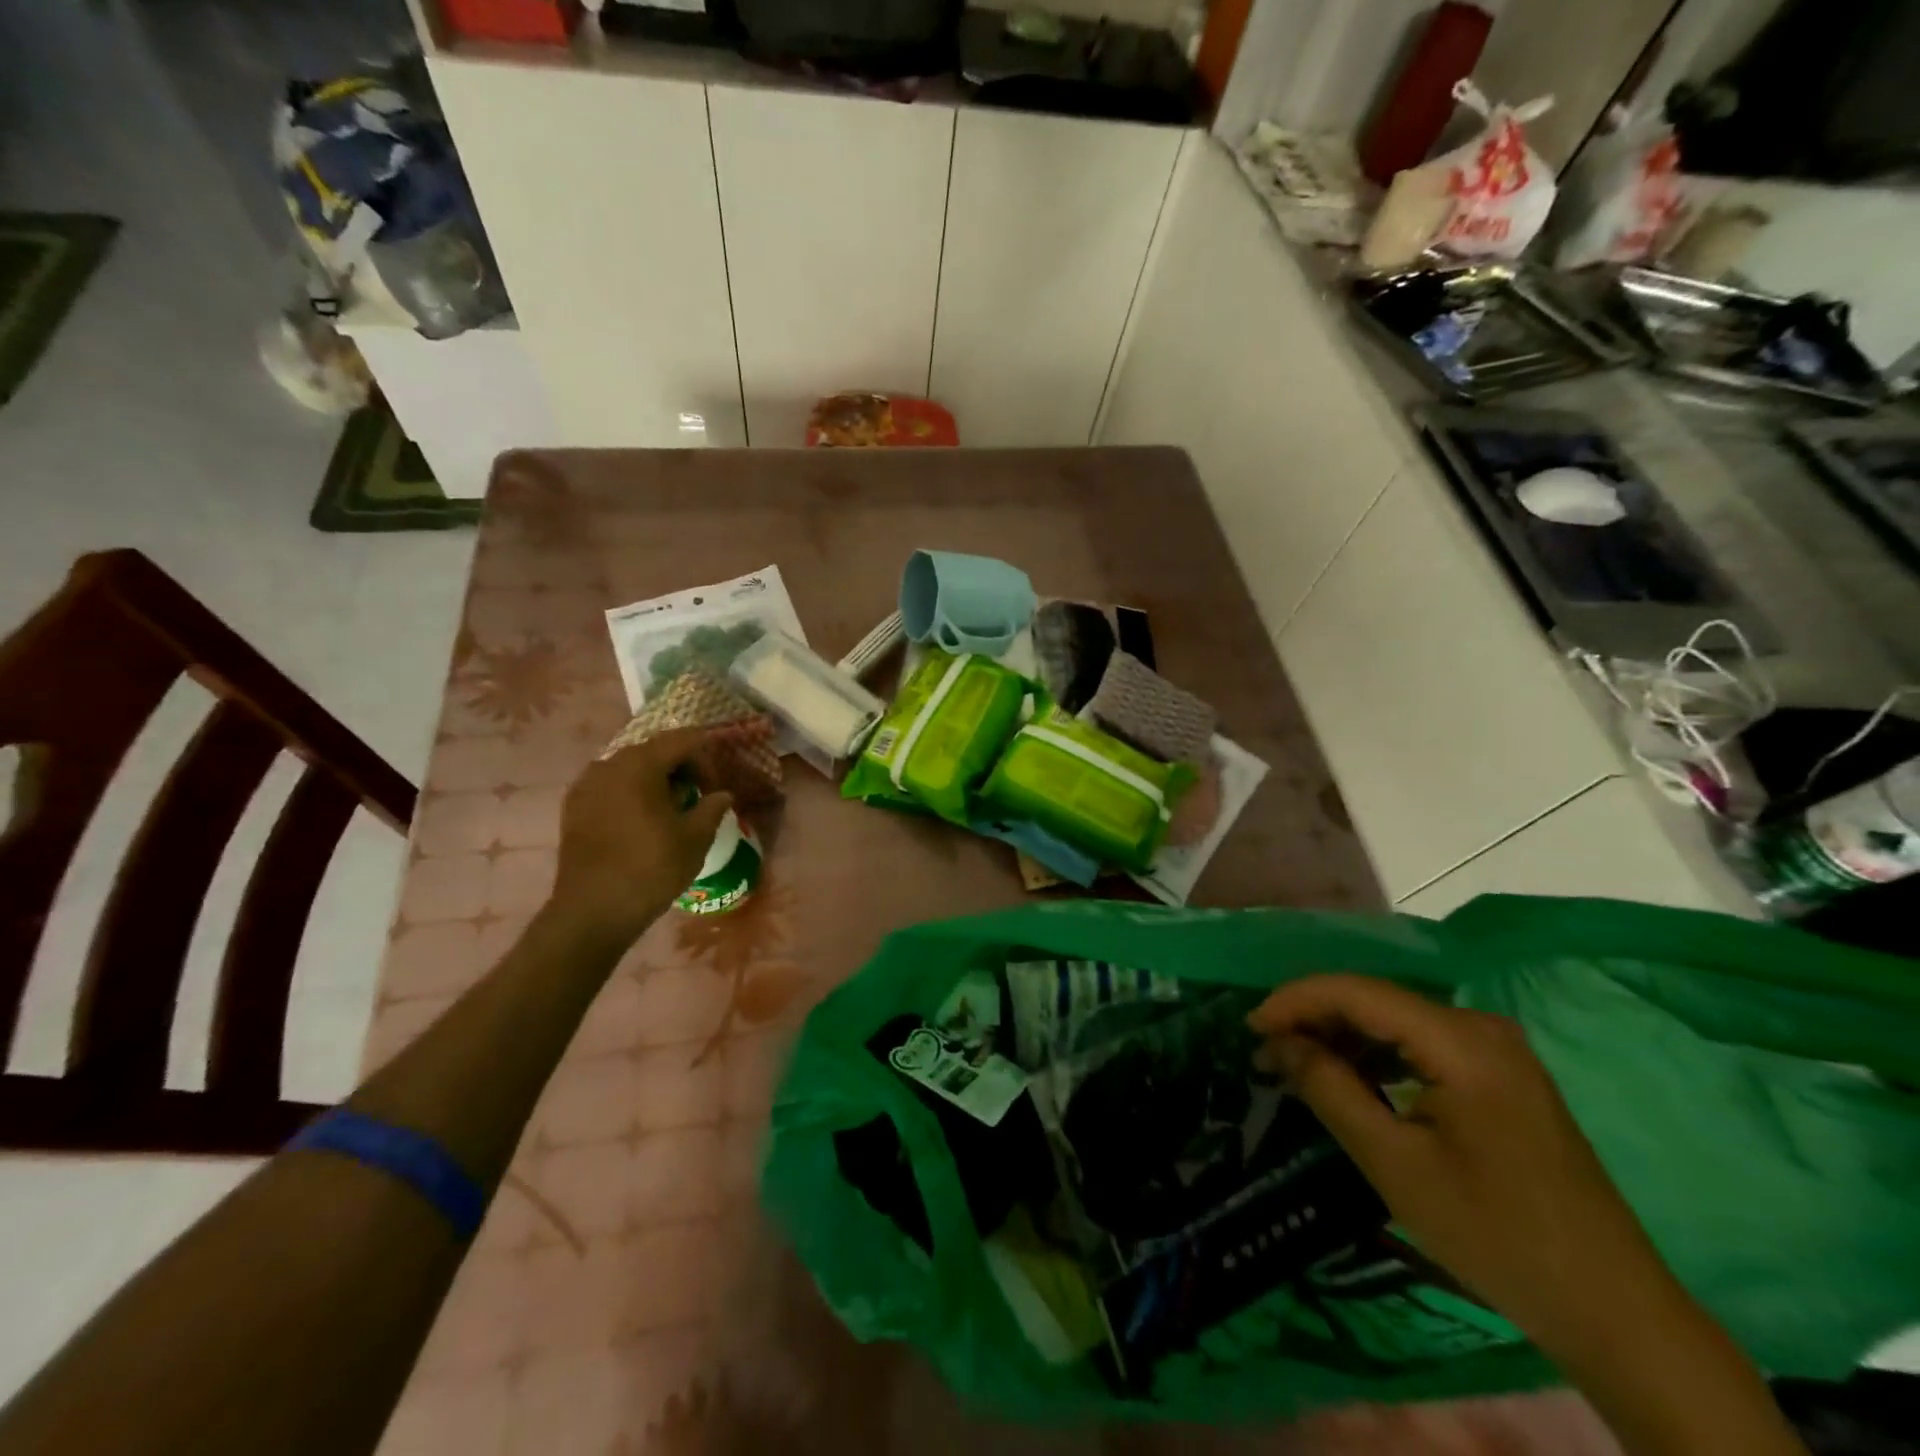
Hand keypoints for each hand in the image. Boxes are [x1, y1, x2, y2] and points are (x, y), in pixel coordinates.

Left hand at [547, 728, 734, 946]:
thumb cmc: (651, 868)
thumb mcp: (695, 838)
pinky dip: (631, 794)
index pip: (683, 739)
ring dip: (655, 781)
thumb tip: (722, 795)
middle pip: (655, 751)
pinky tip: (640, 823)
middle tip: (697, 800)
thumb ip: (712, 808)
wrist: (593, 910)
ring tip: (669, 813)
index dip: (706, 758)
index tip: (714, 789)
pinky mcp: (573, 807)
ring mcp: (586, 784)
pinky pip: (610, 786)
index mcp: (641, 764)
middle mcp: (609, 764)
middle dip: (681, 769)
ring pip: (630, 768)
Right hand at [1248, 975, 1686, 1363]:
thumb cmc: (1496, 1236)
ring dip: (1343, 1036)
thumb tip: (1278, 1043)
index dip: (1295, 1000)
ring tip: (1296, 1064)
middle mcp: (1480, 1026)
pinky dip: (1378, 1054)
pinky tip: (1350, 1077)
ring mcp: (1497, 1048)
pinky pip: (1422, 1043)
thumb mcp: (1395, 1164)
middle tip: (1266, 1050)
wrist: (1614, 1311)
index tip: (1249, 1027)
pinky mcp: (1502, 1073)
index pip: (1357, 992)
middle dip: (1315, 1018)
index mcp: (1461, 1041)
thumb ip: (1330, 1090)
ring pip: (1397, 1019)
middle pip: (1377, 999)